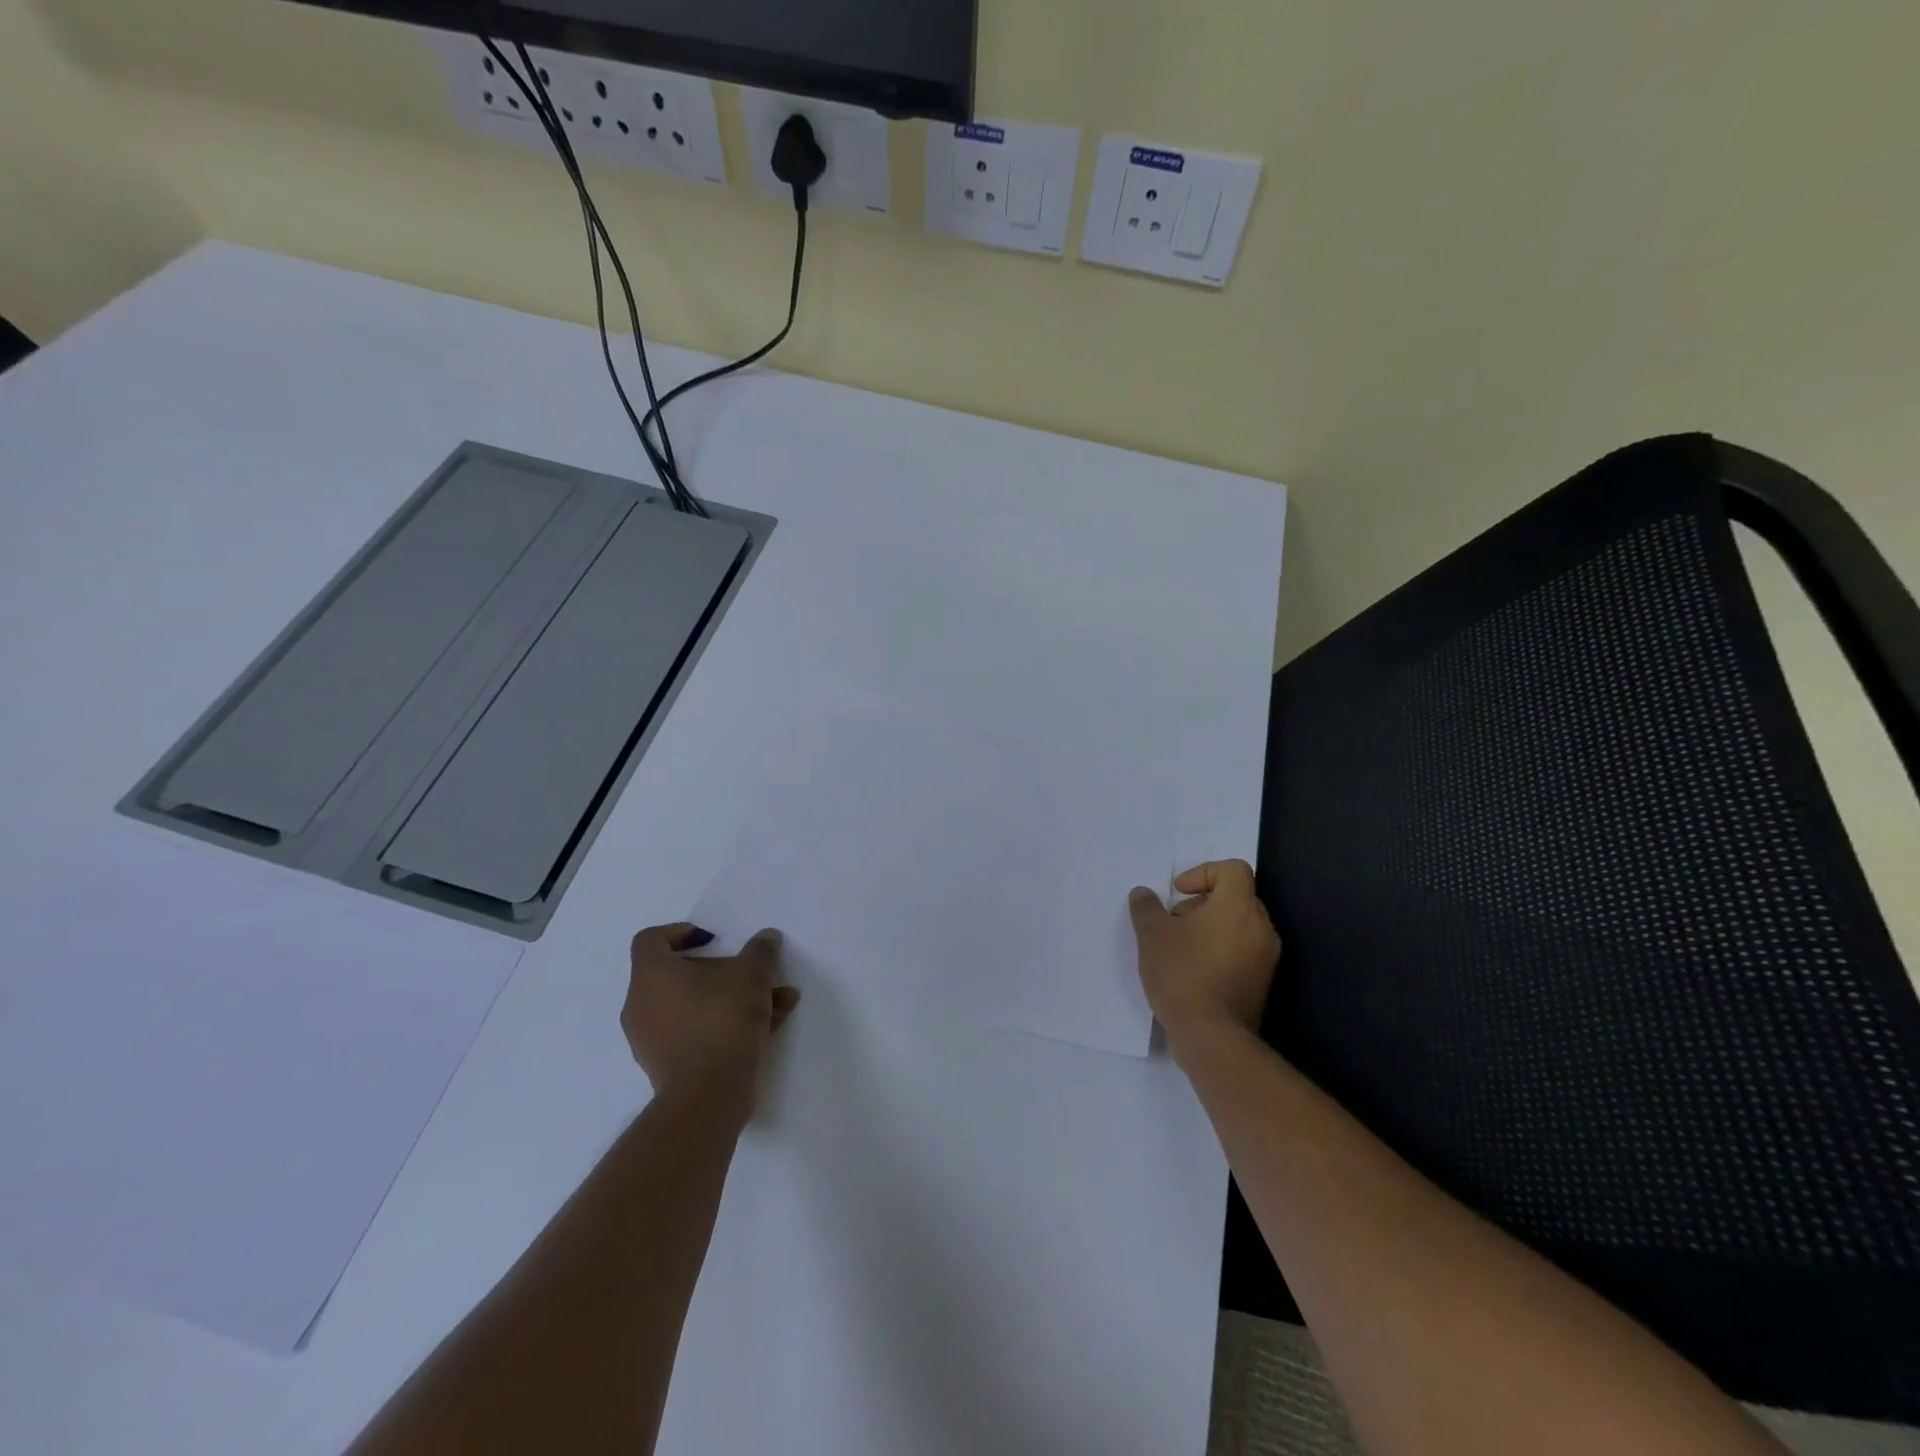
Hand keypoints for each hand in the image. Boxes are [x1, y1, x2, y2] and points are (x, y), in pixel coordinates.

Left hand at [621, 923, 799, 1106]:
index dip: (680, 932)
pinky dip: (727, 1025)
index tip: (713, 939)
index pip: (651, 940)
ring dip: (734, 999)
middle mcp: (642, 1004)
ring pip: (695, 1006)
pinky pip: (697, 1032)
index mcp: (651, 974)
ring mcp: (652, 1039)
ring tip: (777, 1001)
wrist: (708, 1093)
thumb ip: (761, 951)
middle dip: (722, 971)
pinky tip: (769, 1027)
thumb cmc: (722, 1018)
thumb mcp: (752, 974)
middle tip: (752, 972)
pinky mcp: (668, 1067)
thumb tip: (767, 937)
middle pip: (678, 975)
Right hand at [1128, 860, 1280, 1051]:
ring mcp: (1266, 957)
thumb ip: (1146, 907)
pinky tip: (1194, 970)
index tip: (1179, 893)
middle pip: (1236, 897)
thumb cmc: (1182, 974)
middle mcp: (1260, 927)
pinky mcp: (1263, 982)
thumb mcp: (1151, 934)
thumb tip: (1143, 893)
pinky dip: (1222, 949)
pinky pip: (1243, 950)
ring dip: (1211, 927)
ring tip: (1181, 948)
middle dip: (1203, 902)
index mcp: (1238, 907)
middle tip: (1175, 921)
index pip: (1232, 870)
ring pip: (1240, 925)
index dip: (1203, 872)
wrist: (1212, 1036)